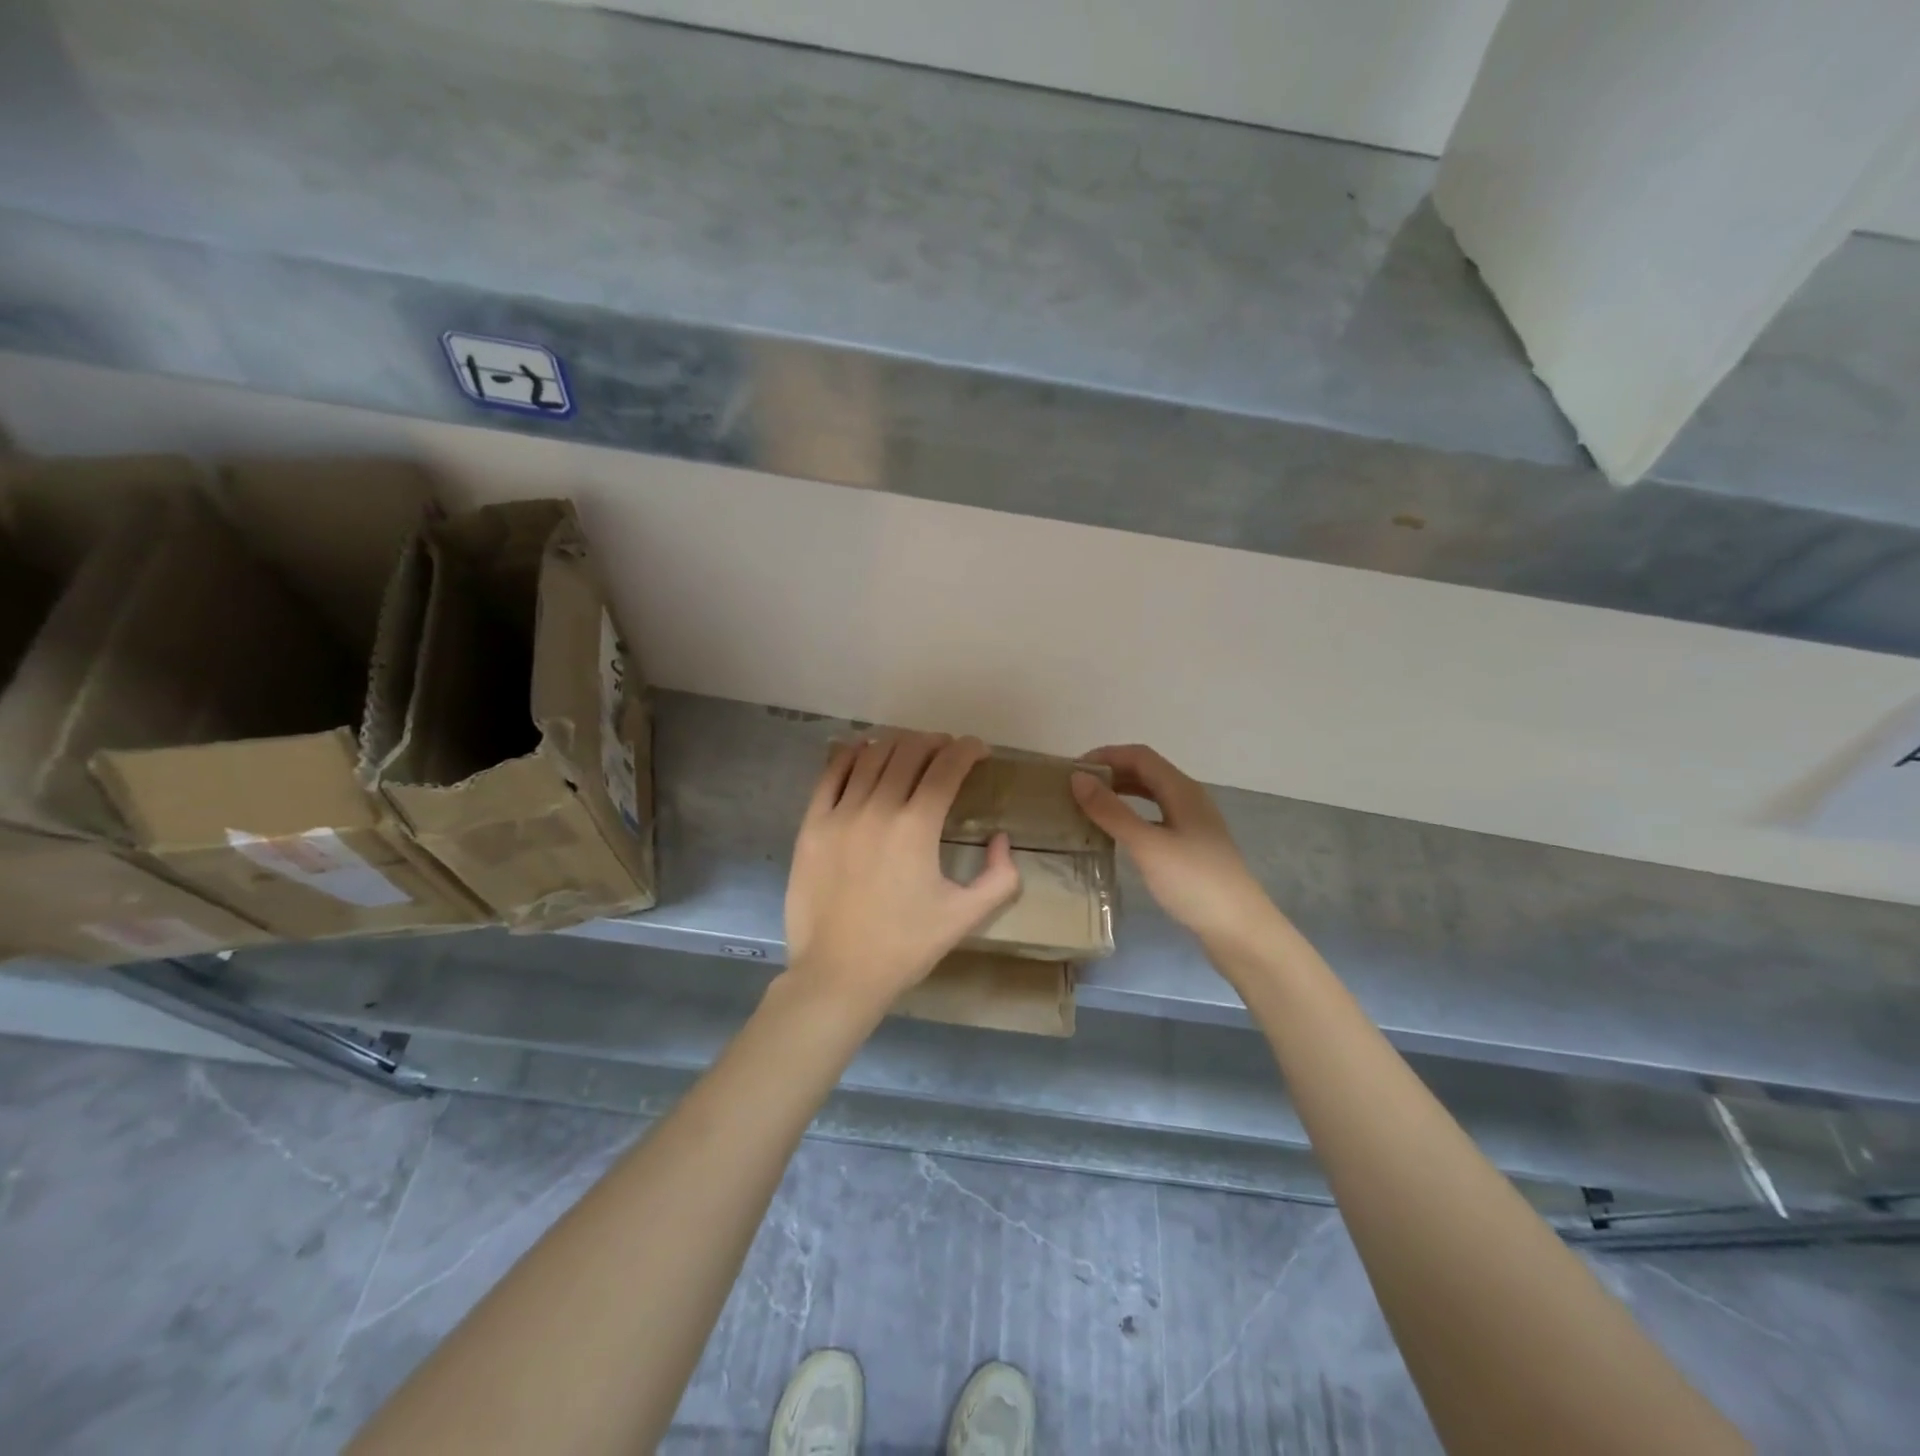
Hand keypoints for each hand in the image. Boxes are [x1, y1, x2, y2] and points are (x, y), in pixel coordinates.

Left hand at [785, 731, 1020, 1012]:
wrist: (837, 974)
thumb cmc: (905, 947)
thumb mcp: (965, 917)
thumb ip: (999, 877)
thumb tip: (1002, 839)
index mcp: (916, 827)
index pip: (947, 768)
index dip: (967, 750)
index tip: (978, 751)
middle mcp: (877, 809)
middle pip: (909, 753)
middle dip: (935, 743)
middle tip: (947, 751)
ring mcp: (839, 814)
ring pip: (871, 757)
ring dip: (897, 745)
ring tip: (911, 750)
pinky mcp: (811, 825)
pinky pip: (830, 774)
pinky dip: (851, 755)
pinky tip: (863, 751)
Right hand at [1071, 745, 1280, 955]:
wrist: (1239, 930)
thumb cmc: (1194, 882)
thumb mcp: (1147, 845)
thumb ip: (1111, 811)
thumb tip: (1077, 778)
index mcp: (1182, 790)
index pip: (1139, 756)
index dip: (1105, 756)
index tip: (1071, 771)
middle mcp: (1189, 799)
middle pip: (1145, 772)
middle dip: (1110, 774)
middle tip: (1074, 789)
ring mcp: (1192, 824)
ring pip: (1150, 796)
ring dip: (1120, 794)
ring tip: (1088, 808)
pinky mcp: (1191, 847)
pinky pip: (1155, 818)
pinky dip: (1131, 817)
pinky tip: (1116, 835)